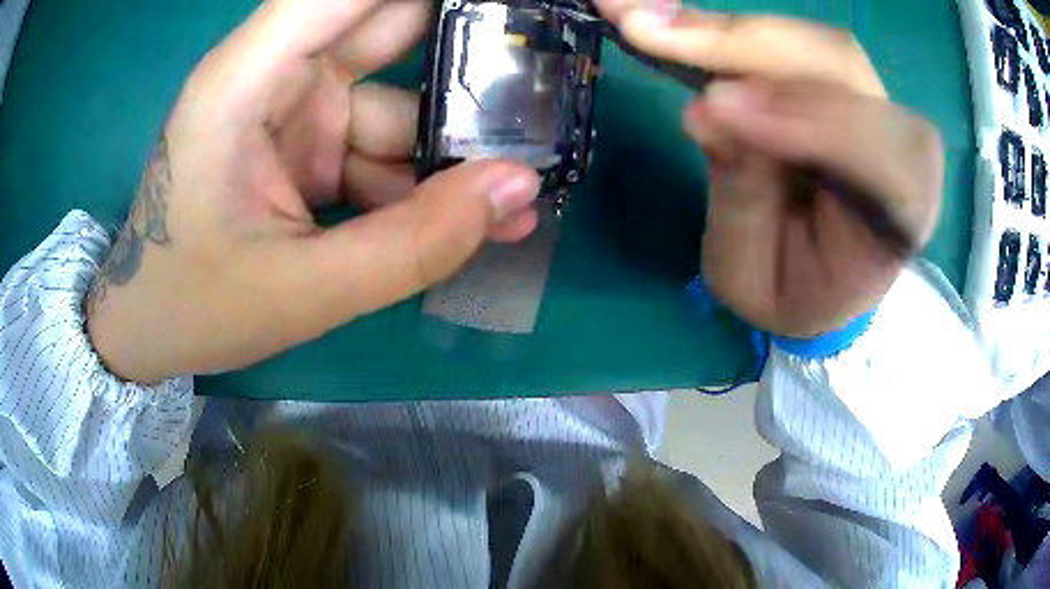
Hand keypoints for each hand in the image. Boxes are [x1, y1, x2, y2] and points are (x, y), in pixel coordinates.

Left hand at [86, 0, 540, 382]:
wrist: (149, 330)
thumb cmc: (193, 307)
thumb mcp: (301, 290)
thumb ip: (412, 244)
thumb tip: (519, 189)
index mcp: (247, 81)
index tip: (508, 10)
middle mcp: (274, 76)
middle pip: (387, 28)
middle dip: (466, 57)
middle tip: (542, 85)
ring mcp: (294, 111)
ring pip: (397, 100)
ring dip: (454, 145)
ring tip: (518, 190)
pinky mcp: (305, 146)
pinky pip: (381, 146)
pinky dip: (423, 181)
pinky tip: (470, 217)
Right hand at [595, 3, 943, 336]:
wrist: (819, 276)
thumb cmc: (793, 291)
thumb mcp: (754, 277)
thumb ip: (743, 201)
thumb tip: (707, 110)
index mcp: (902, 215)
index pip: (880, 151)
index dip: (808, 117)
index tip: (714, 106)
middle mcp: (899, 145)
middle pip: (839, 67)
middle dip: (745, 44)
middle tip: (647, 27)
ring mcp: (870, 103)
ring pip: (808, 41)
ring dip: (724, 29)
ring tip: (643, 18)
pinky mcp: (834, 81)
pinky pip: (785, 40)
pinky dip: (725, 30)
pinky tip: (671, 21)